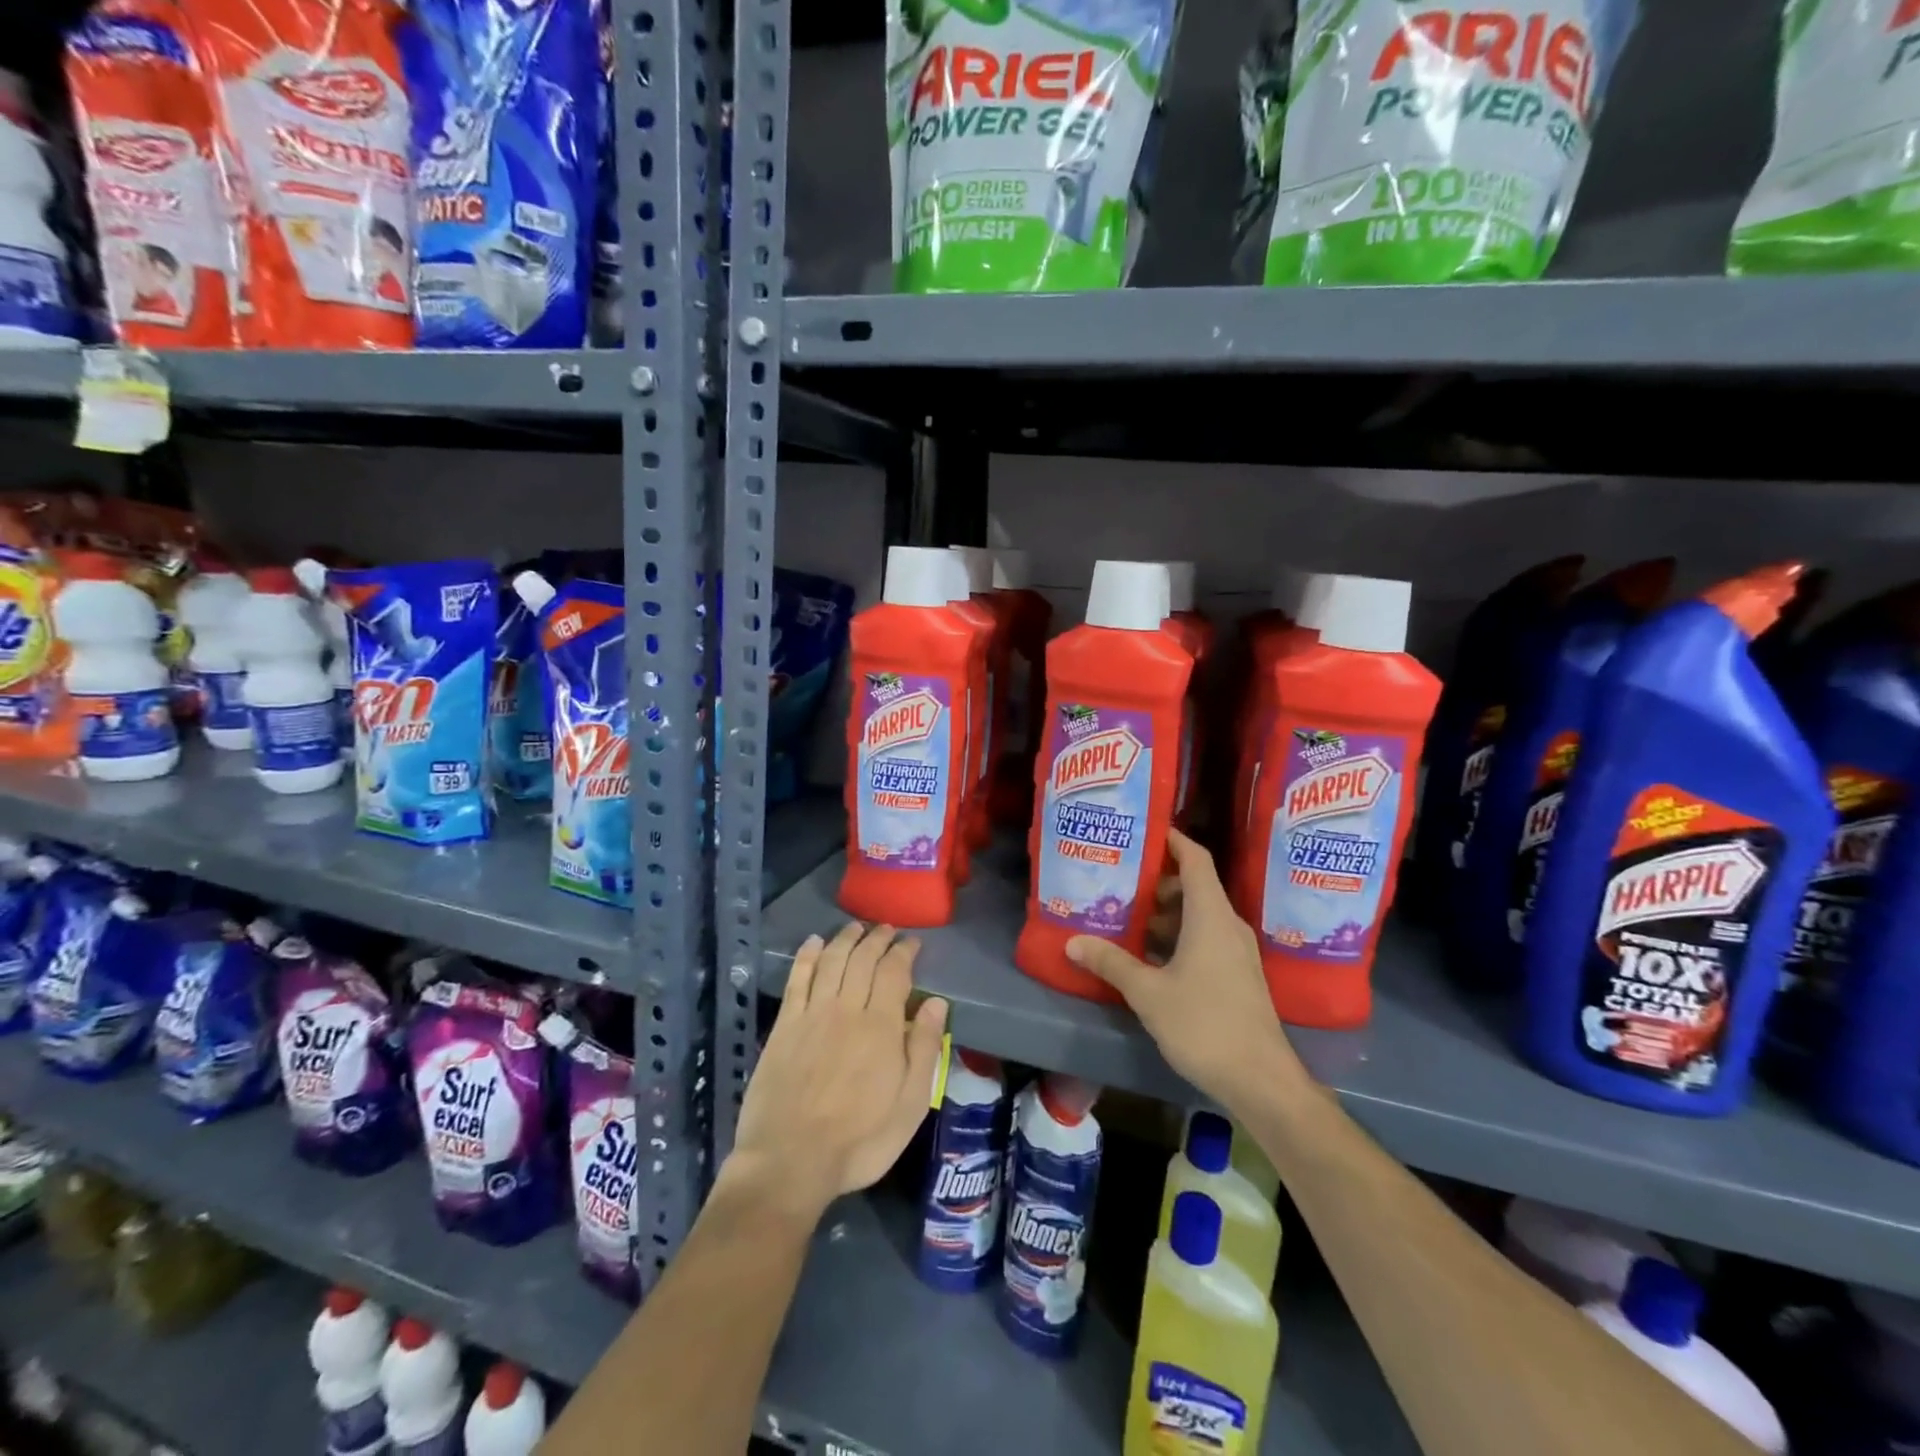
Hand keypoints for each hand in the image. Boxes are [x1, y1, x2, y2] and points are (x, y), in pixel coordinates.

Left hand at [728, 922, 948, 1222]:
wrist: (790, 1161)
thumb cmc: (859, 1140)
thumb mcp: (910, 1105)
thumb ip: (925, 1049)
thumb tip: (936, 1002)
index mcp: (882, 1026)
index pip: (895, 971)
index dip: (904, 951)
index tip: (912, 942)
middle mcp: (847, 1009)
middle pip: (863, 959)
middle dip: (877, 938)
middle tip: (887, 929)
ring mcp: (812, 1014)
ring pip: (832, 961)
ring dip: (845, 939)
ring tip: (856, 927)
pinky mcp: (784, 1026)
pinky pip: (798, 978)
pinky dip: (807, 955)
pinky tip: (814, 942)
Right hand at [1065, 828, 1304, 1115]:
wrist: (1261, 1080)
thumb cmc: (1205, 1025)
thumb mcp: (1149, 993)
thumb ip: (1111, 962)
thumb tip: (1073, 941)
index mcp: (1211, 916)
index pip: (1195, 859)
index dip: (1172, 839)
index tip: (1142, 830)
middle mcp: (1227, 925)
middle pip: (1193, 886)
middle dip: (1156, 881)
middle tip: (1118, 880)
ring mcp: (1236, 951)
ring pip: (1197, 915)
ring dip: (1164, 913)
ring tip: (1124, 916)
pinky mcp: (1237, 975)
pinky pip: (1204, 938)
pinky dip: (1176, 936)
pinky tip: (1147, 955)